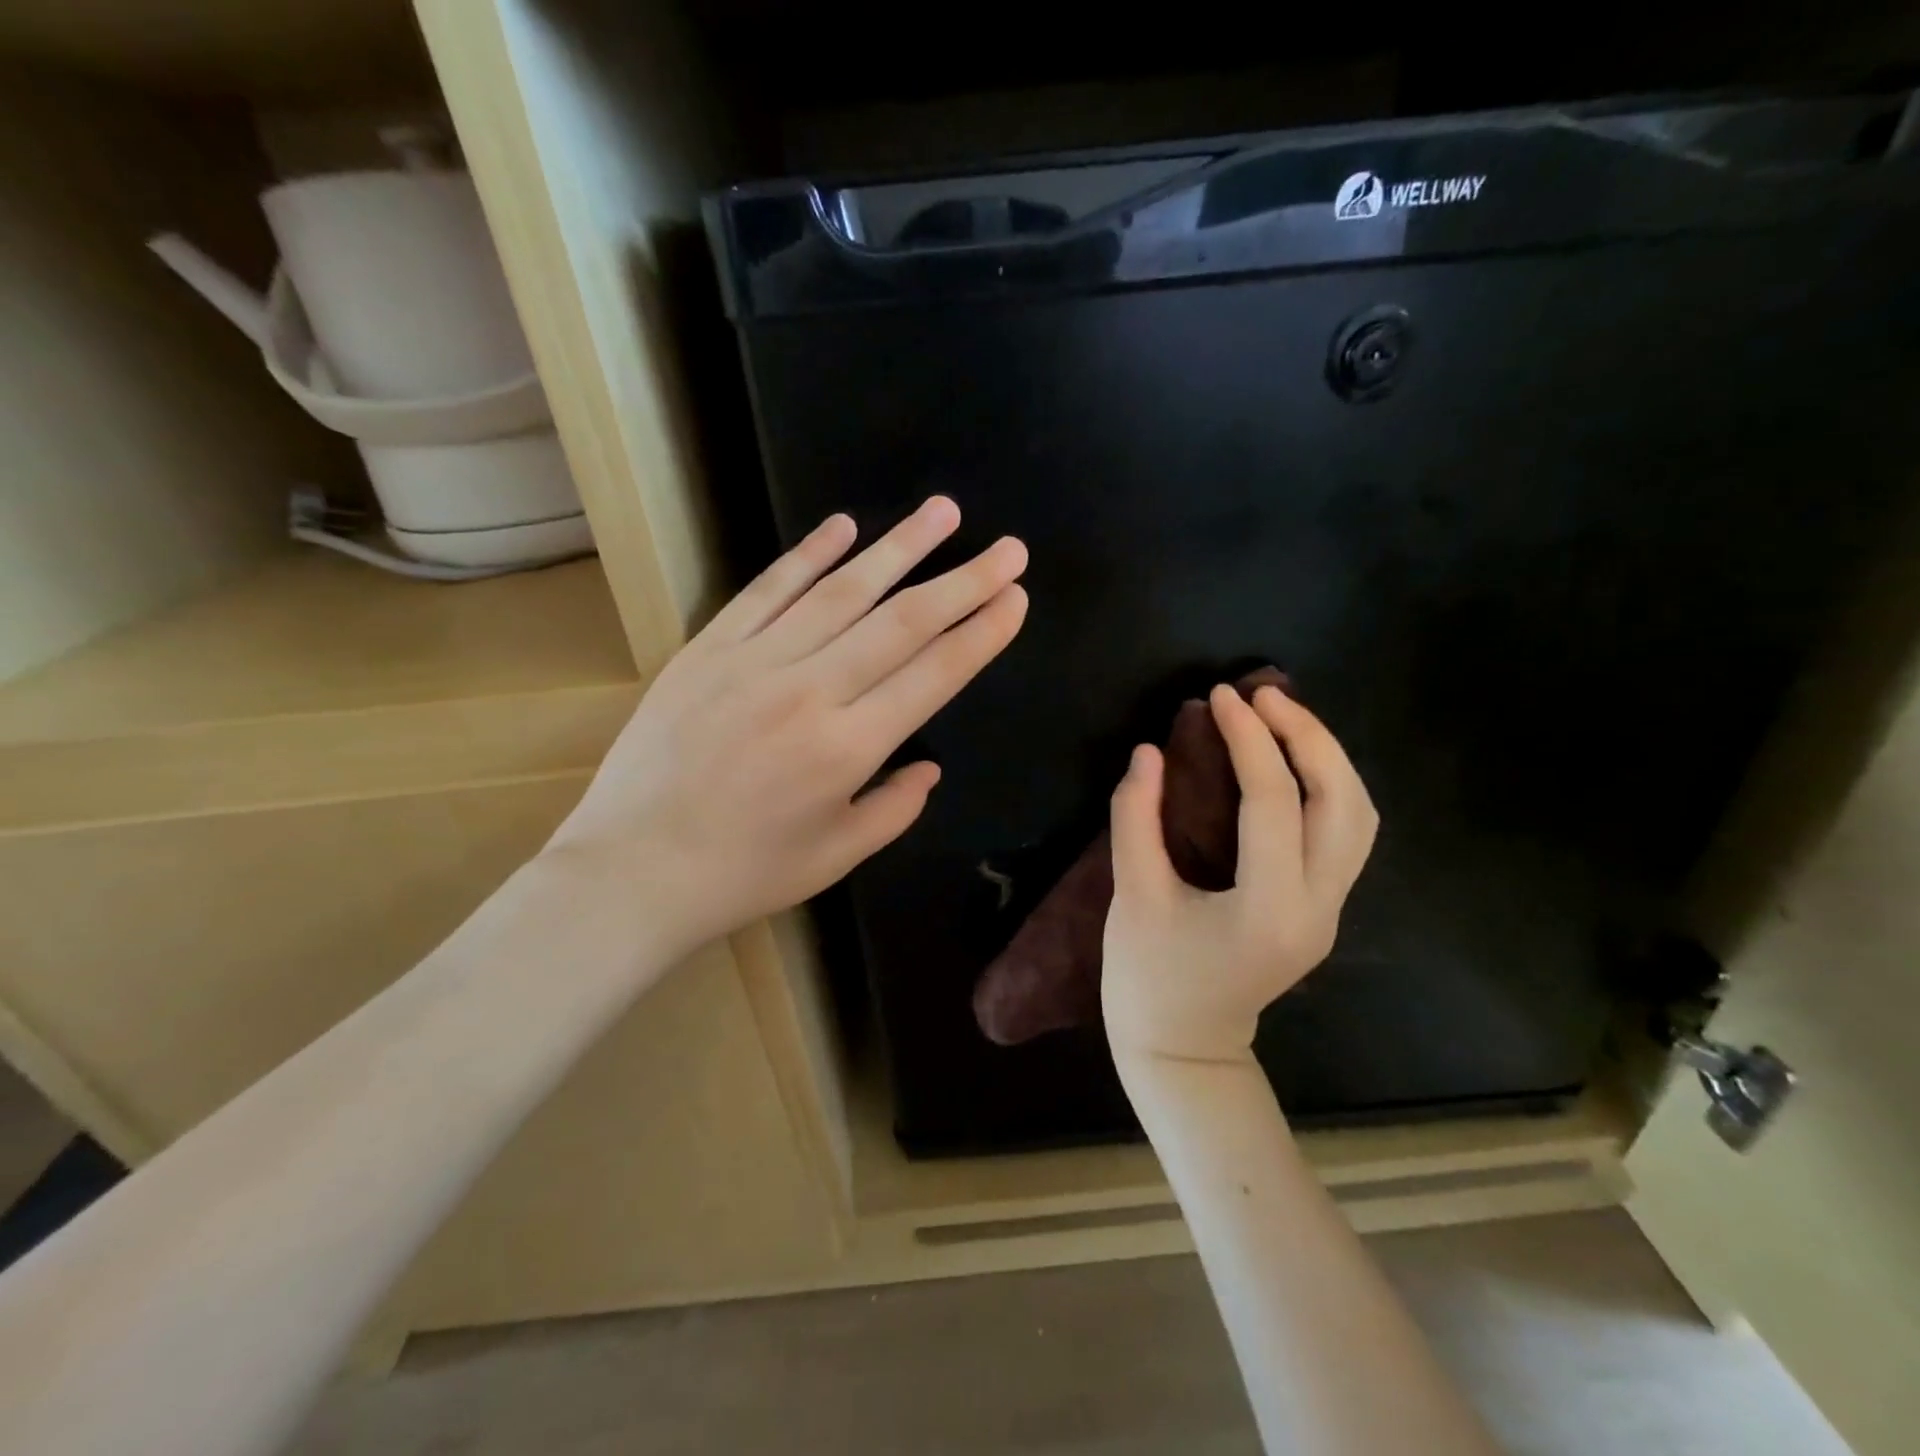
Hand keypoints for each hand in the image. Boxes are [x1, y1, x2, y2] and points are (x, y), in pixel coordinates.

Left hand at [547, 496, 1027, 961]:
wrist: (632, 868)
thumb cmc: (743, 874)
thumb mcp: (837, 857)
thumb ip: (895, 807)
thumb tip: (930, 766)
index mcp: (848, 748)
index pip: (934, 674)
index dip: (981, 633)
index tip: (1015, 597)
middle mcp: (810, 691)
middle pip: (902, 621)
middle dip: (964, 580)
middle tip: (1008, 548)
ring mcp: (755, 662)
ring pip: (841, 591)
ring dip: (899, 547)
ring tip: (943, 512)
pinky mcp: (708, 648)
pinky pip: (768, 590)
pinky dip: (808, 554)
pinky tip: (844, 526)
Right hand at [1102, 684, 1377, 1063]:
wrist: (1184, 1048)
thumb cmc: (1148, 978)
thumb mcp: (1133, 895)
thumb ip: (1136, 818)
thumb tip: (1149, 752)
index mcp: (1269, 908)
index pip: (1273, 801)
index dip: (1248, 739)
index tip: (1220, 698)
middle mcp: (1318, 907)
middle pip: (1343, 802)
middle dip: (1307, 737)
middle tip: (1262, 696)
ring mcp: (1330, 912)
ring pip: (1359, 816)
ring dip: (1326, 758)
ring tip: (1280, 717)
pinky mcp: (1323, 910)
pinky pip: (1346, 834)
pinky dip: (1327, 786)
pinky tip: (1291, 764)